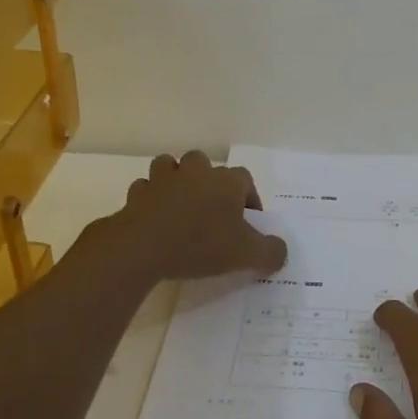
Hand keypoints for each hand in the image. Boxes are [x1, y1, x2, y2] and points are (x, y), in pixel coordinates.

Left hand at [108, 151, 287, 281]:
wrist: (143, 247)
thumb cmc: (201, 245)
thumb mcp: (247, 255)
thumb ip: (271, 252)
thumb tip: (281, 251)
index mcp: (226, 182)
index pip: (245, 179)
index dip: (249, 198)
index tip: (247, 222)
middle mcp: (196, 172)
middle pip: (204, 163)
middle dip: (208, 181)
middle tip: (211, 209)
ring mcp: (163, 179)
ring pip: (170, 166)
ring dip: (175, 180)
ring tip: (180, 204)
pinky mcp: (137, 194)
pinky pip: (145, 188)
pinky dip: (150, 198)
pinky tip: (153, 216)